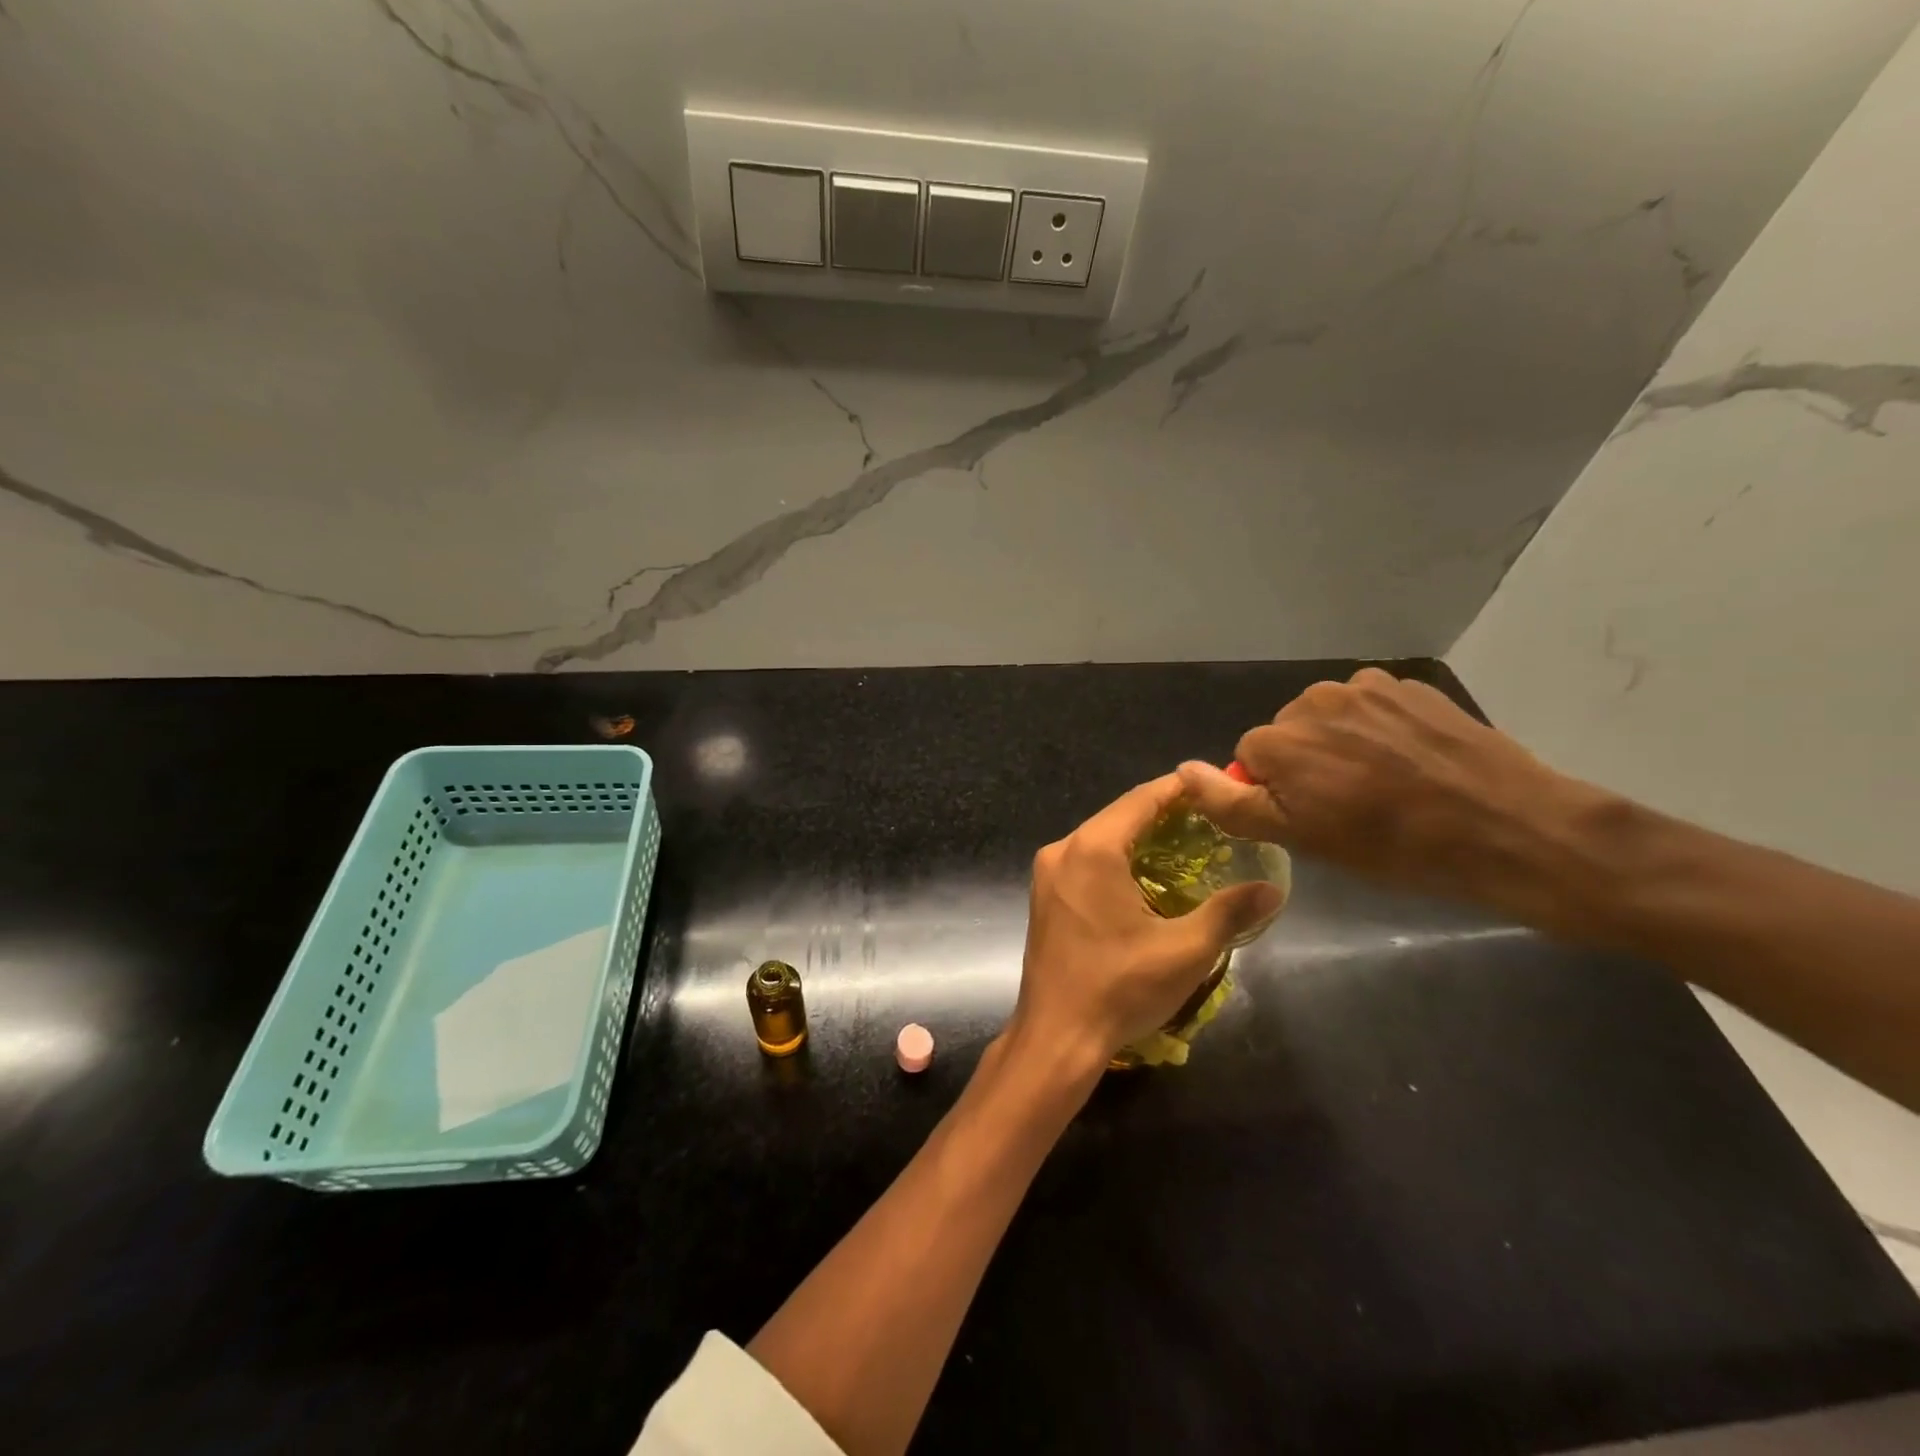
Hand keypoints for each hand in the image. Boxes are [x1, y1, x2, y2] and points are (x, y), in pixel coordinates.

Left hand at [1009, 774, 1284, 1072]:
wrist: (1056, 1036)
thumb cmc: (1120, 988)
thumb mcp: (1185, 950)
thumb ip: (1230, 911)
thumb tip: (1274, 888)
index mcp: (1092, 849)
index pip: (1141, 799)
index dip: (1180, 788)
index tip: (1215, 785)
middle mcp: (1063, 850)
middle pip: (1119, 815)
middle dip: (1163, 812)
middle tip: (1210, 816)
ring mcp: (1048, 873)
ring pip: (1101, 837)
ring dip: (1140, 836)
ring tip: (1187, 842)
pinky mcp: (1045, 895)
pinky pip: (1086, 860)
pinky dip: (1118, 858)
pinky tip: (1147, 875)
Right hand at [1176, 669, 1602, 919]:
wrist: (1508, 827)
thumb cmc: (1394, 846)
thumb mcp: (1301, 838)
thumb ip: (1231, 803)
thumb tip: (1181, 770)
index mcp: (1281, 739)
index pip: (1250, 758)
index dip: (1277, 791)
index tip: (1314, 818)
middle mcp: (1314, 699)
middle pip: (1288, 732)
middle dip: (1306, 762)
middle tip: (1351, 805)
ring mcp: (1367, 686)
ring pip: (1329, 717)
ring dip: (1342, 744)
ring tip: (1386, 783)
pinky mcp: (1410, 686)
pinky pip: (1372, 706)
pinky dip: (1379, 730)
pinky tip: (1412, 761)